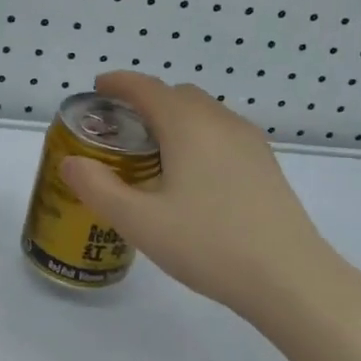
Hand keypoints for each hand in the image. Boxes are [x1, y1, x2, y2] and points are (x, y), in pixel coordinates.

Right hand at [59, 71, 353, 323]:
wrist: (290, 278)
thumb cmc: (209, 245)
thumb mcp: (139, 222)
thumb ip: (97, 188)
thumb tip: (71, 162)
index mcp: (188, 126)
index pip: (146, 88)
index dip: (118, 83)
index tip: (97, 88)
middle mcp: (221, 122)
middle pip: (177, 95)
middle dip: (146, 100)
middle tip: (120, 128)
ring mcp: (250, 142)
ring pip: (204, 113)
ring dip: (174, 118)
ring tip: (153, 152)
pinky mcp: (266, 165)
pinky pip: (223, 133)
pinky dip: (197, 135)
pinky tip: (191, 174)